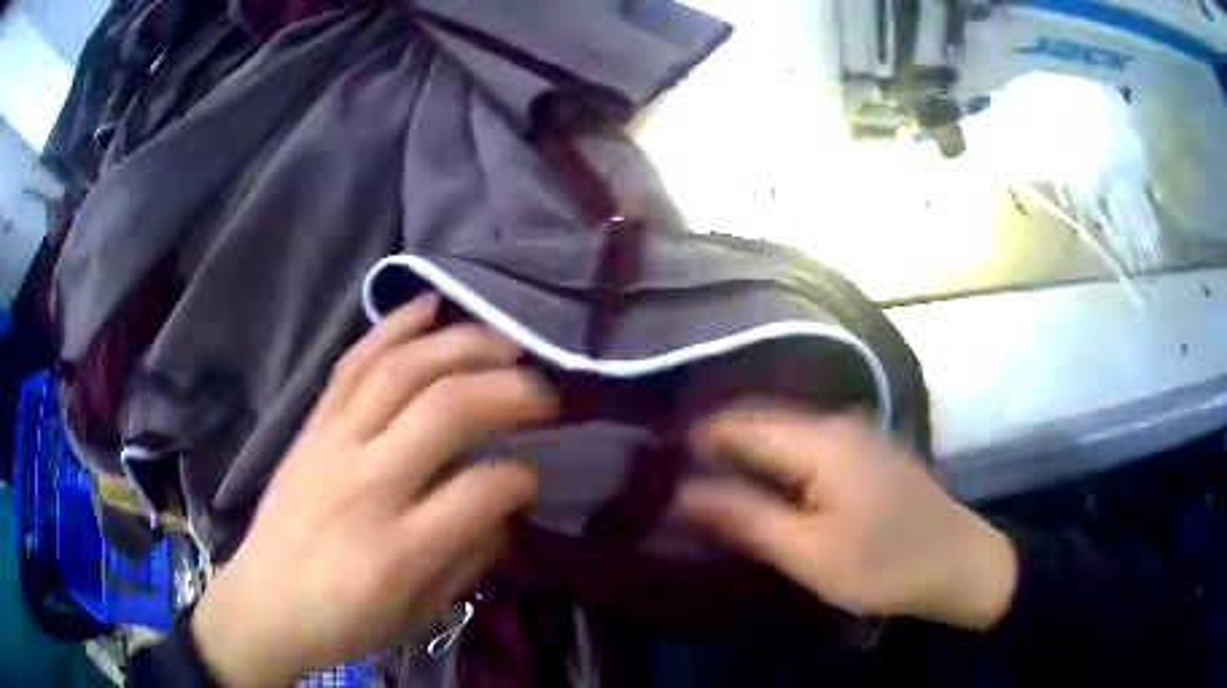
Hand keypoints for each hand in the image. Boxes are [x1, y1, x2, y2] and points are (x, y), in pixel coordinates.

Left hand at [191, 295, 557, 687]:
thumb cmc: (344, 620)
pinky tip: (429, 307)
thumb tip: (507, 509)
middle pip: (445, 410)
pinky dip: (393, 326)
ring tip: (506, 342)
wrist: (265, 602)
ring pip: (402, 370)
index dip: (522, 477)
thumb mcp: (419, 615)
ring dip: (463, 345)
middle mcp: (364, 483)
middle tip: (545, 392)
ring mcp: (332, 444)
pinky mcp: (311, 425)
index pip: (480, 490)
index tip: (536, 477)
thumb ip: (468, 561)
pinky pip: (354, 363)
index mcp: (396, 550)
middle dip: (509, 390)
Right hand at [679, 409, 1016, 630]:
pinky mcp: (867, 454)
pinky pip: (807, 448)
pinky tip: (766, 491)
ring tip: (711, 487)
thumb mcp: (808, 552)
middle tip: (677, 483)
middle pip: (761, 423)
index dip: (695, 440)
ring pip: (784, 435)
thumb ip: (745, 517)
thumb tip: (683, 491)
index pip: (739, 424)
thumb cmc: (884, 563)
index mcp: (820, 440)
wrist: (959, 563)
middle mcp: (837, 423)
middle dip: (718, 449)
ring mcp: (857, 434)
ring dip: (747, 458)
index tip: (657, 465)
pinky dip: (777, 465)